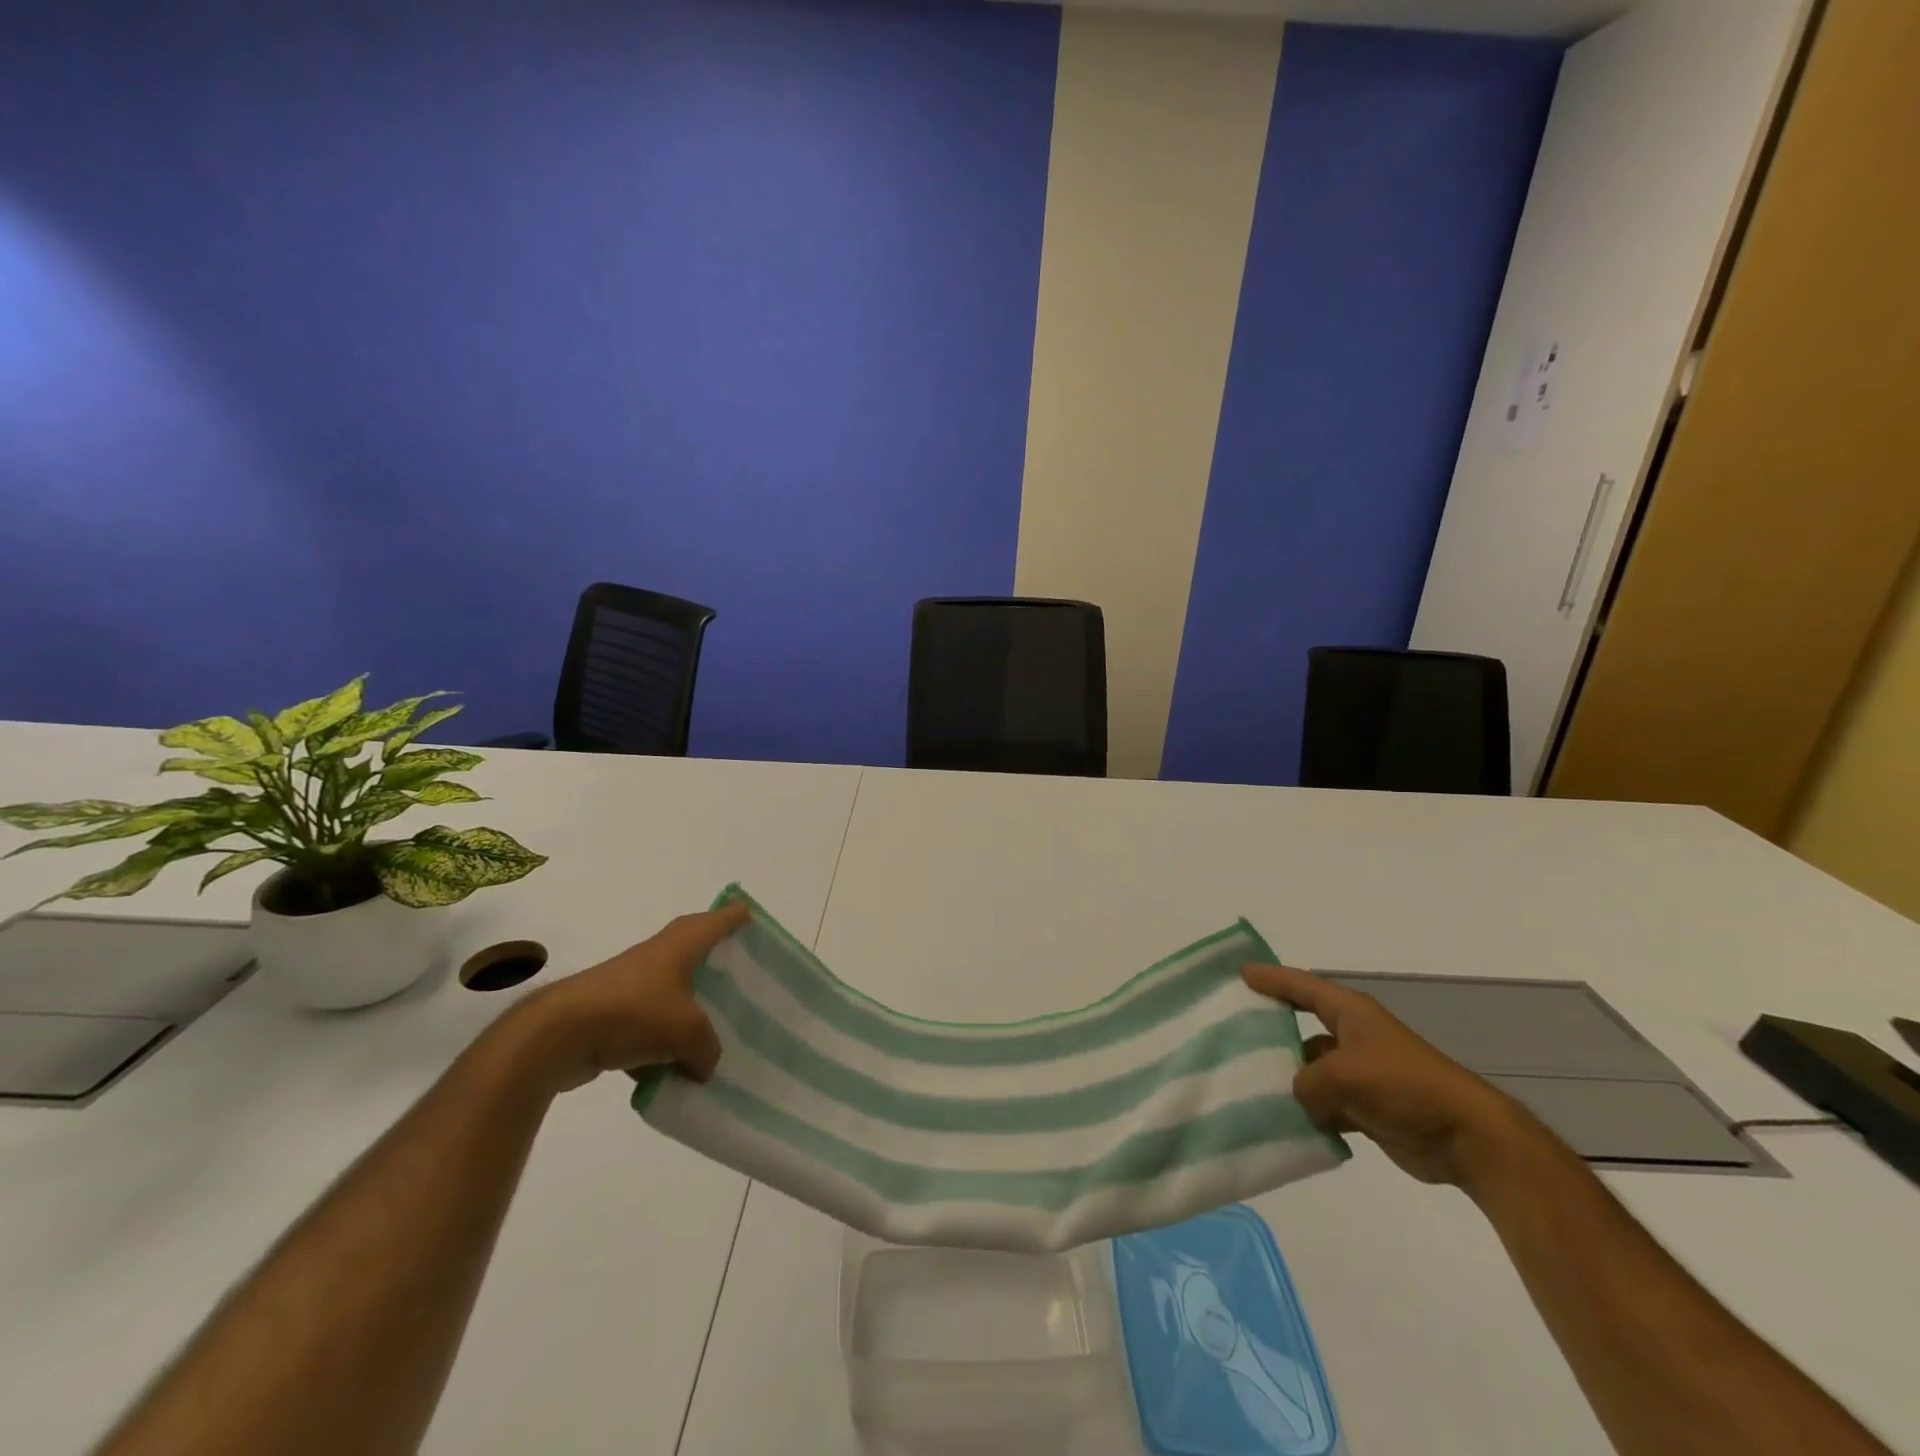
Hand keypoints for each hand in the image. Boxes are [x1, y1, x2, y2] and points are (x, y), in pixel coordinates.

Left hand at [505, 902, 749, 1095]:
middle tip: (746, 987)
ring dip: (690, 1012)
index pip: (723, 917)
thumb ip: (709, 1048)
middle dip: (721, 970)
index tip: (760, 931)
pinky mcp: (613, 1012)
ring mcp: (634, 982)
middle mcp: (661, 953)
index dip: (742, 920)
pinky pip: (650, 1025)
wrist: (559, 1035)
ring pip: (675, 992)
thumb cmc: (635, 1013)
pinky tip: (672, 1072)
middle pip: (699, 953)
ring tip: (715, 1036)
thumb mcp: (689, 1033)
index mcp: (684, 942)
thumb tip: (706, 1064)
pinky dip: (661, 1044)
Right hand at [1243, 962, 1537, 1188]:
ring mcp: (1362, 1074)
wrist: (1466, 1136)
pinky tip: (1284, 1122)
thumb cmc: (1403, 1085)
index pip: (1302, 987)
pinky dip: (1309, 1112)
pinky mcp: (1368, 1108)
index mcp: (1350, 1013)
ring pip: (1312, 1070)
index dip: (1271, 979)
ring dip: (1289, 1080)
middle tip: (1233, 1033)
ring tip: (1249, 1085)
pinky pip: (1326, 1104)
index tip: (1241, 975)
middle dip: (1272, 1032)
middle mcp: (1354, 1037)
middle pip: (1302, 1028)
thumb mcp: (1342, 1074)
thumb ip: (1306, 1082)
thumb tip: (1301, 1097)